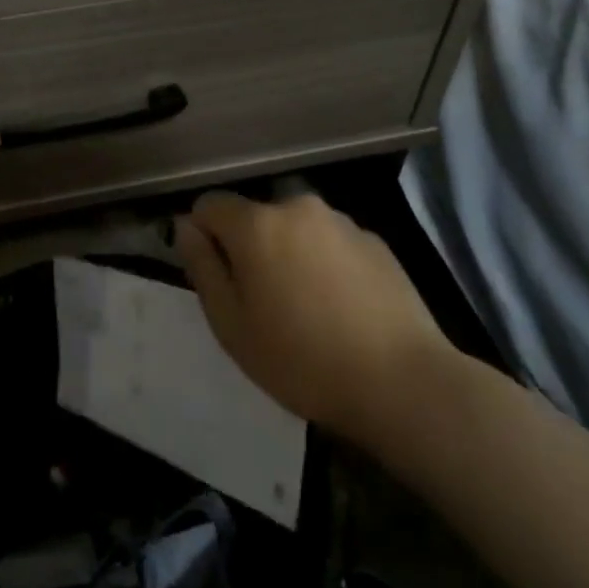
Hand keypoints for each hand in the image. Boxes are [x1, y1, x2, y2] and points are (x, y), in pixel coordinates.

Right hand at [176, 190, 459, 447]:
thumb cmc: (302, 360)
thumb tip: (186, 226)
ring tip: (307, 310)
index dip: (203, 237)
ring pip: (294, 229)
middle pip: (254, 217)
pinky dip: (325, 263)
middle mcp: (296, 207)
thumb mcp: (231, 325)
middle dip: (249, 248)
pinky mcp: (375, 241)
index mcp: (256, 224)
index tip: (218, 279)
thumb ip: (202, 266)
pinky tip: (342, 309)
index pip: (209, 205)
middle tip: (262, 304)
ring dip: (288, 254)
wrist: (402, 383)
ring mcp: (341, 221)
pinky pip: (331, 243)